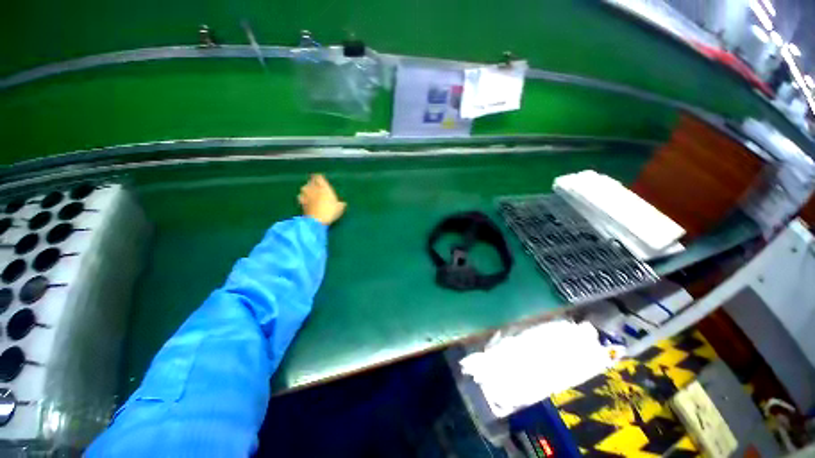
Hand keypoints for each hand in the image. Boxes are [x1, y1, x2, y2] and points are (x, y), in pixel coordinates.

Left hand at [298, 174, 346, 225]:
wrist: (316, 220)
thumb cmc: (330, 212)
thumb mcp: (339, 208)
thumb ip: (340, 204)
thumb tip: (343, 204)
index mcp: (324, 188)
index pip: (319, 178)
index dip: (319, 177)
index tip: (320, 179)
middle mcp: (314, 189)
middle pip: (311, 181)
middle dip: (313, 182)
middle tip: (316, 185)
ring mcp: (306, 195)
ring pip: (304, 187)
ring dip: (307, 188)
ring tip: (309, 190)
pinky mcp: (301, 202)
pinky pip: (300, 196)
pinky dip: (302, 196)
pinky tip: (304, 199)